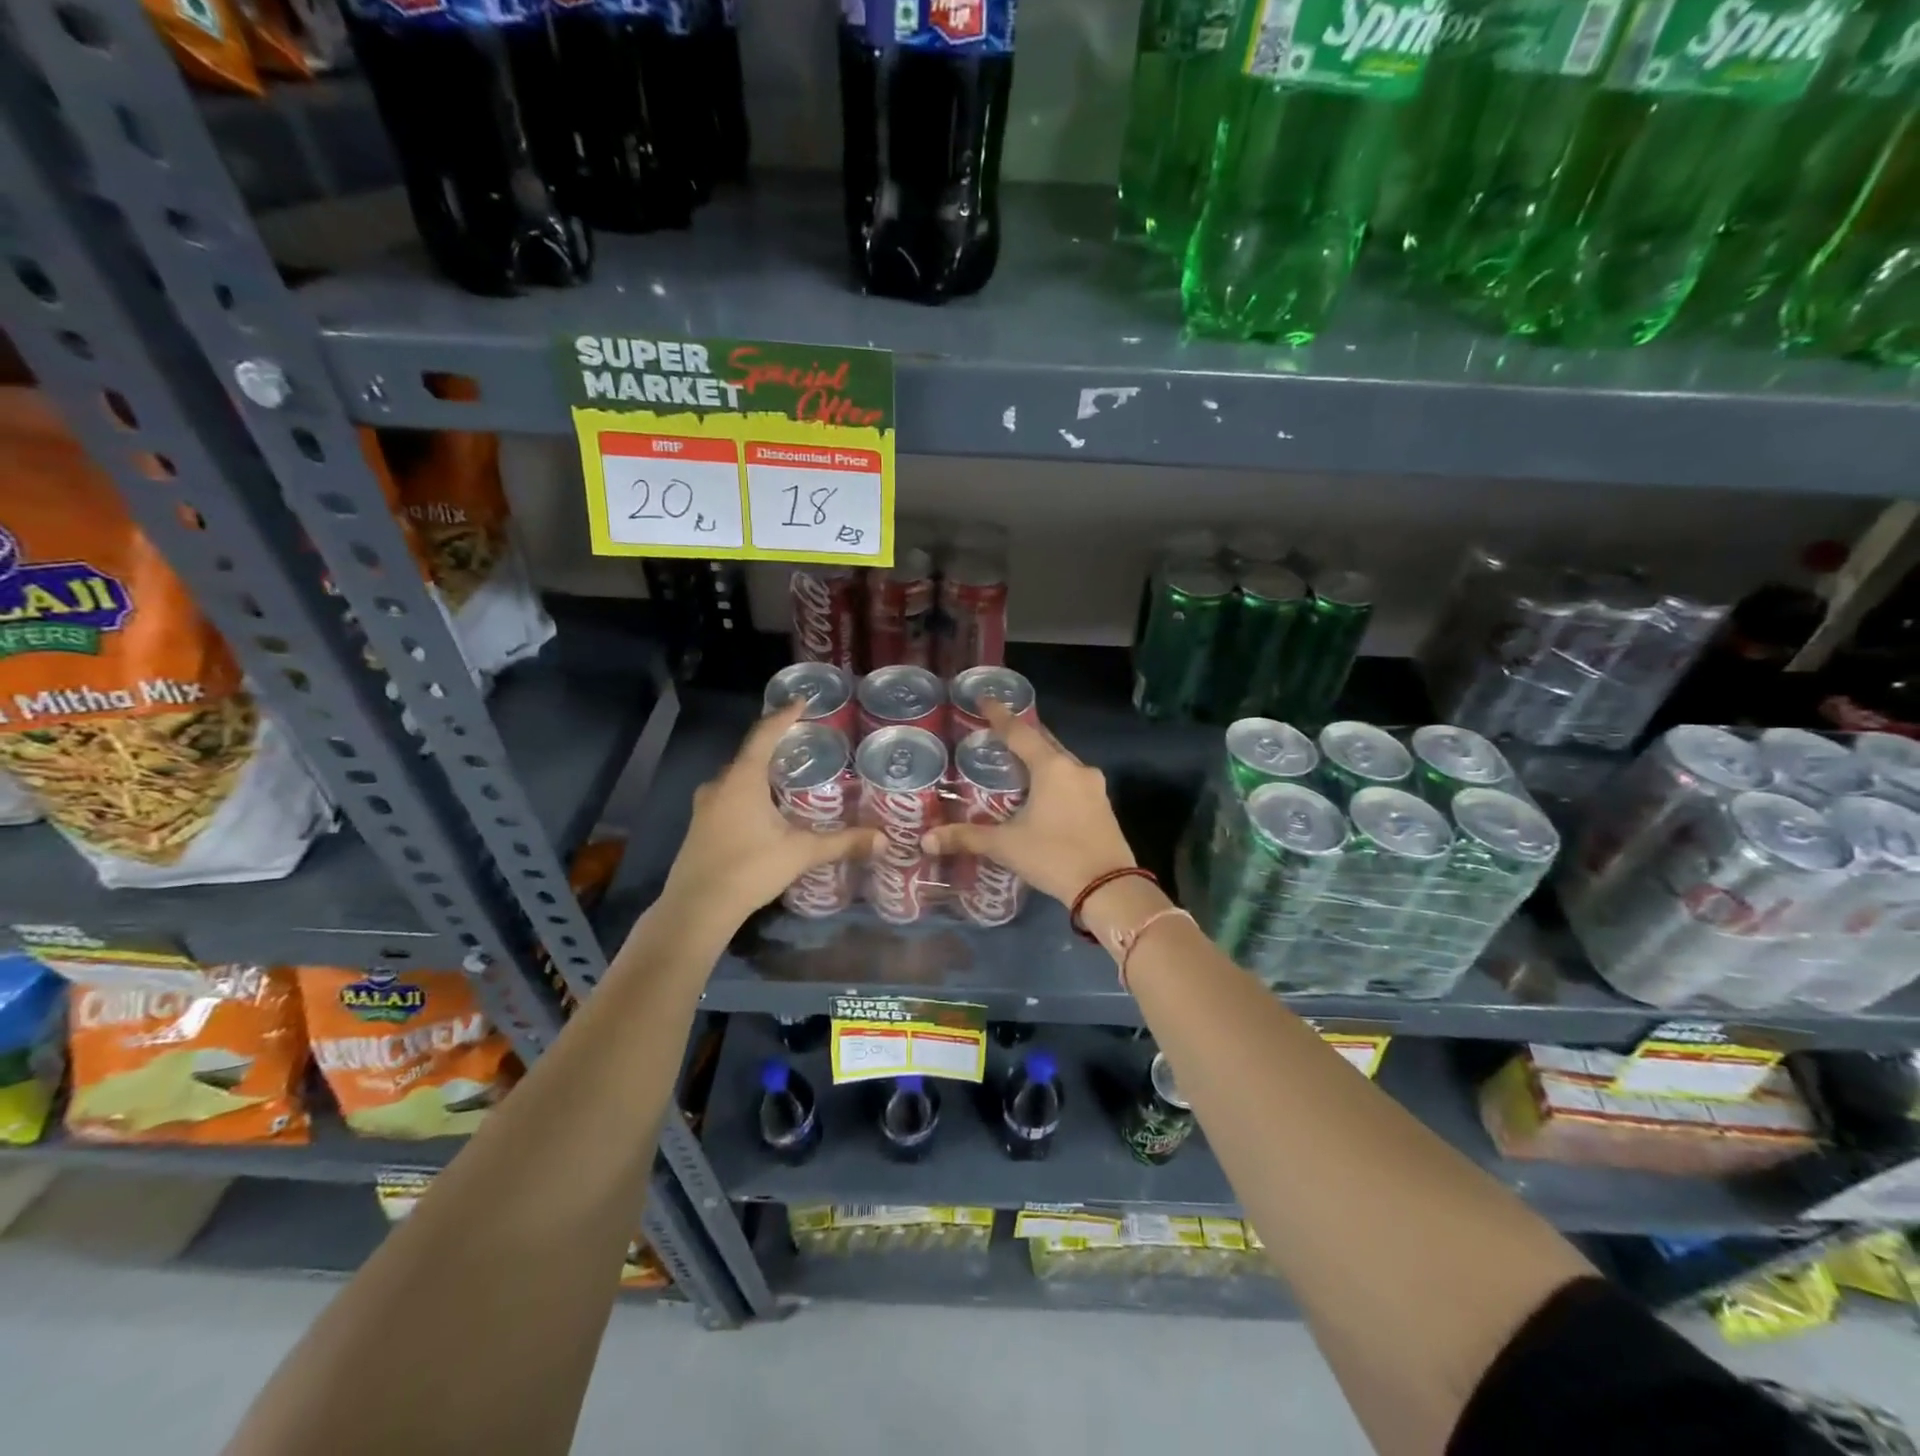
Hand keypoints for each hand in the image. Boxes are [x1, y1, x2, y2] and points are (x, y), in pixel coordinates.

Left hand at [658, 702, 879, 939]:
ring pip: (737, 777)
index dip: (784, 715)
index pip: (764, 734)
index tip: (802, 701)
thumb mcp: (800, 853)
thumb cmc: (749, 869)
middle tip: (803, 743)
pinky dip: (749, 792)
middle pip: (749, 754)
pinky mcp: (700, 826)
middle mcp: (720, 784)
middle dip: (774, 745)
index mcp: (742, 779)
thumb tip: (884, 839)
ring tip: (788, 775)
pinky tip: (766, 809)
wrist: (696, 909)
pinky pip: (729, 795)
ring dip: (760, 772)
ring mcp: (705, 806)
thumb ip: (842, 842)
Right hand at [920, 700, 1135, 905]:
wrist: (1109, 887)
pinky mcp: (1103, 805)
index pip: (1020, 732)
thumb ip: (967, 837)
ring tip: (1017, 761)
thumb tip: (926, 840)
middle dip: (1023, 734)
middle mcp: (1075, 768)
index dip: (999, 716)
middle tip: (999, 731)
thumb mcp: (1006, 846)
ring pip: (1061, 761)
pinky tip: (1042, 790)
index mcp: (1051, 767)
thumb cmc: (1054, 856)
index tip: (985, 699)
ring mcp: (1094, 786)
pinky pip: (1073, 780)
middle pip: (1044, 742)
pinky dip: (1054, 777)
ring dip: (1041, 757)